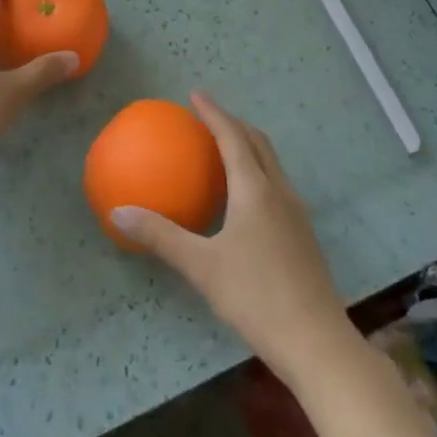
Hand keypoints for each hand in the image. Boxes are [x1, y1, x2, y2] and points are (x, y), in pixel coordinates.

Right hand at [111, 93, 358, 382]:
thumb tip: (118, 212)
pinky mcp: (302, 234)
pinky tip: (243, 199)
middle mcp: (279, 191)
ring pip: (271, 163)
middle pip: (257, 142)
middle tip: (207, 118)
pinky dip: (257, 171)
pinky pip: (276, 184)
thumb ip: (161, 237)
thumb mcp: (202, 267)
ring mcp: (296, 212)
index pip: (232, 136)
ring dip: (248, 146)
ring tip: (223, 149)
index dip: (213, 112)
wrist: (317, 342)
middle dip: (233, 123)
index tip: (195, 94)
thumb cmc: (256, 297)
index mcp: (255, 189)